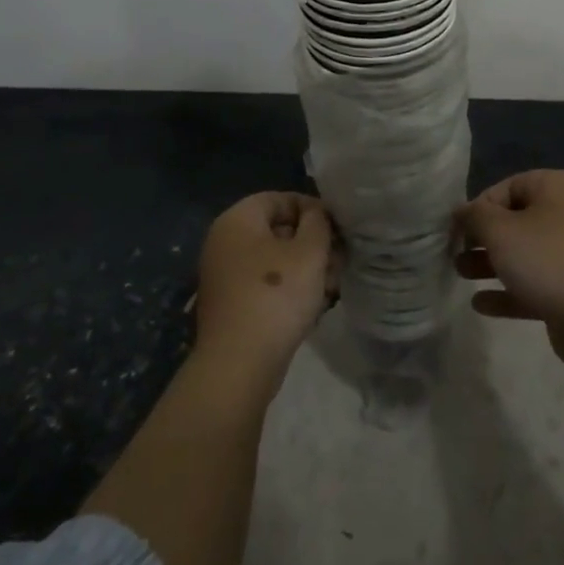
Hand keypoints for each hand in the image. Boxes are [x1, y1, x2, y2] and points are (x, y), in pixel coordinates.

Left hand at [194, 192, 336, 377]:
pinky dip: (289, 289)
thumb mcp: (309, 251)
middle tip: (339, 260)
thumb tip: (316, 214)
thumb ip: (318, 222)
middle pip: (277, 230)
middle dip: (312, 243)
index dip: (312, 209)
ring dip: (304, 268)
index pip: (280, 198)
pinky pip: (264, 284)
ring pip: (274, 259)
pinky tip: (314, 305)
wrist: (238, 365)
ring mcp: (224, 275)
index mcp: (237, 220)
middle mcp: (224, 242)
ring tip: (332, 285)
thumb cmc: (276, 296)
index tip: (338, 228)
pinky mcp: (230, 305)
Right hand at [454, 170, 563, 367]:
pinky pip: (535, 283)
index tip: (457, 231)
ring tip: (461, 275)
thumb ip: (474, 217)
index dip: (478, 208)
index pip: (506, 188)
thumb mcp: (500, 231)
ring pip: (524, 254)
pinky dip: (509, 291)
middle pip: (515, 221)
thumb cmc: (547, 259)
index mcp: (556, 188)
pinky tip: (481, 304)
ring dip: (491, 264)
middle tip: (456, 254)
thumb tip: (461, 210)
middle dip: (482, 239)